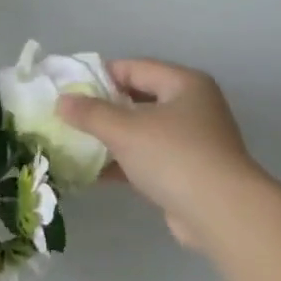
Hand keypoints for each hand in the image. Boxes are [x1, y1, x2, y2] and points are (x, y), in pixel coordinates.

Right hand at [56, 58, 264, 249]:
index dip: (98, 76)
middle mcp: (191, 107)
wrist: (219, 213)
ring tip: (71, 143)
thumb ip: (90, 113)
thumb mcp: (124, 130)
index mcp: (184, 84)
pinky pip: (144, 159)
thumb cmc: (173, 157)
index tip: (66, 90)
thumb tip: (61, 101)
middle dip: (101, 109)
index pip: (133, 67)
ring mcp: (189, 141)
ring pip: (139, 131)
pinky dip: (120, 163)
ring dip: (108, 138)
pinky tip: (90, 173)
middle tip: (66, 117)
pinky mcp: (183, 172)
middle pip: (136, 99)